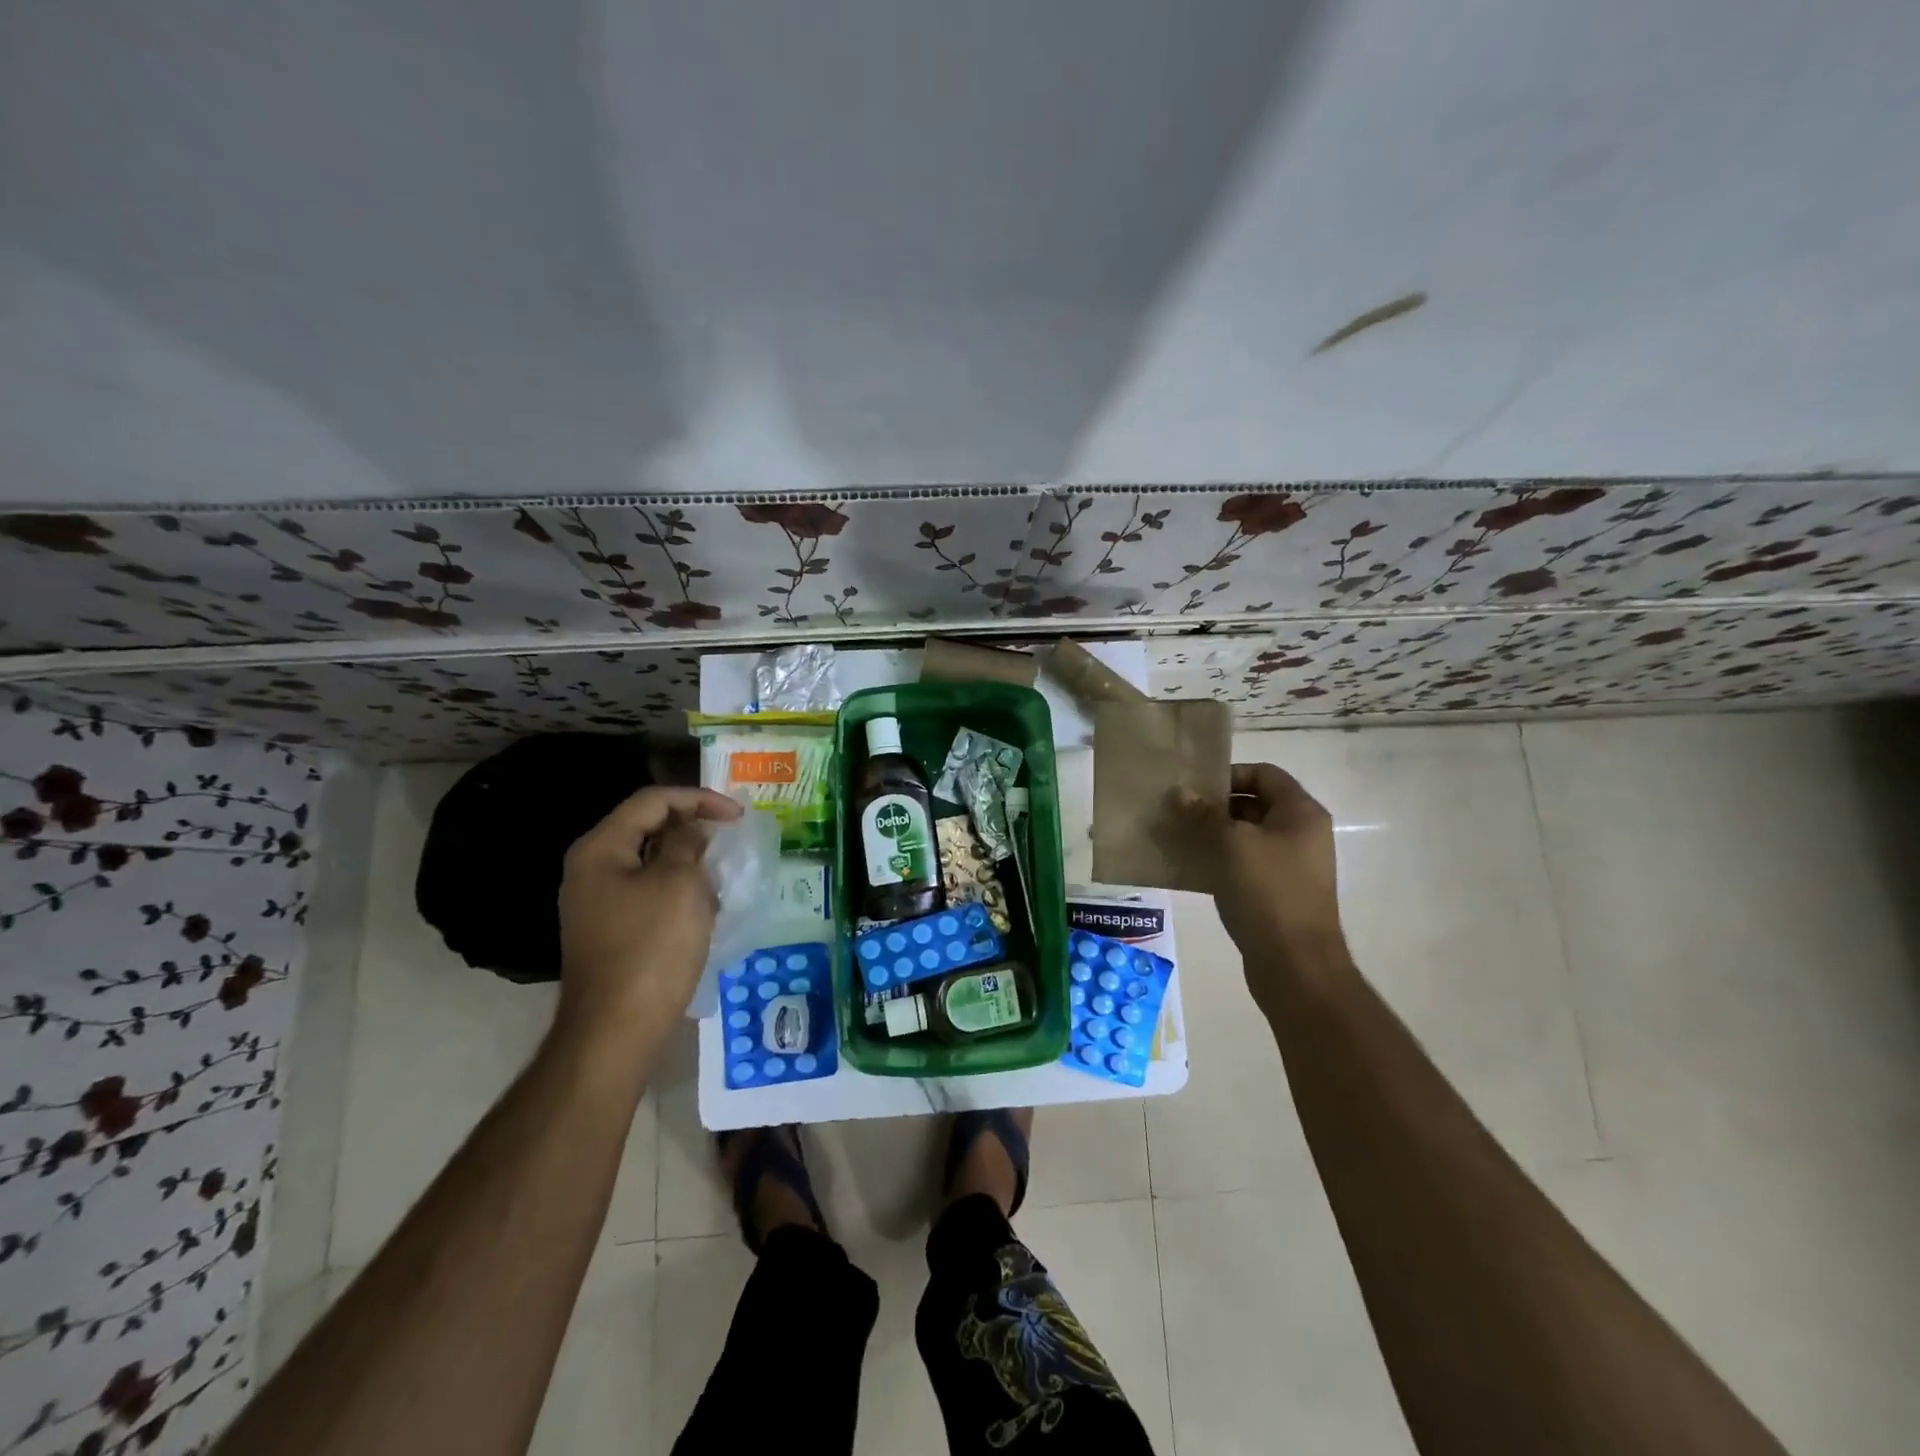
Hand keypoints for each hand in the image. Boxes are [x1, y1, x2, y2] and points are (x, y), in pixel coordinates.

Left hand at [555, 786, 743, 1050]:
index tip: (738, 816)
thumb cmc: (651, 948)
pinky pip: (649, 894)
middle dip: (694, 830)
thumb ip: (687, 843)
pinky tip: (703, 912)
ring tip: (721, 879)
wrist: (616, 1031)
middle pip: (648, 828)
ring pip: (651, 863)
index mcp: (600, 849)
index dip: (699, 799)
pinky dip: (678, 892)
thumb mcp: (679, 884)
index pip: (652, 801)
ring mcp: (597, 903)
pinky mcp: (610, 931)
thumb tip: (689, 830)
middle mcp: (591, 869)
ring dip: (689, 863)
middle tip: (731, 841)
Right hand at [1165, 764, 1351, 1008]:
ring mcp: (1290, 865)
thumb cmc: (1268, 893)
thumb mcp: (1231, 845)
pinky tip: (1188, 867)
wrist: (1295, 965)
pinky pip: (1244, 864)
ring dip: (1212, 834)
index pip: (1264, 773)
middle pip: (1254, 803)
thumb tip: (1180, 792)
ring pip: (1246, 836)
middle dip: (1214, 805)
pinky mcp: (1276, 892)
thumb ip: (1204, 814)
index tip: (1194, 787)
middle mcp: (1300, 833)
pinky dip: (1218, 860)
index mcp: (1300, 813)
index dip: (1229, 773)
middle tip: (1176, 811)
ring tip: (1176, 837)